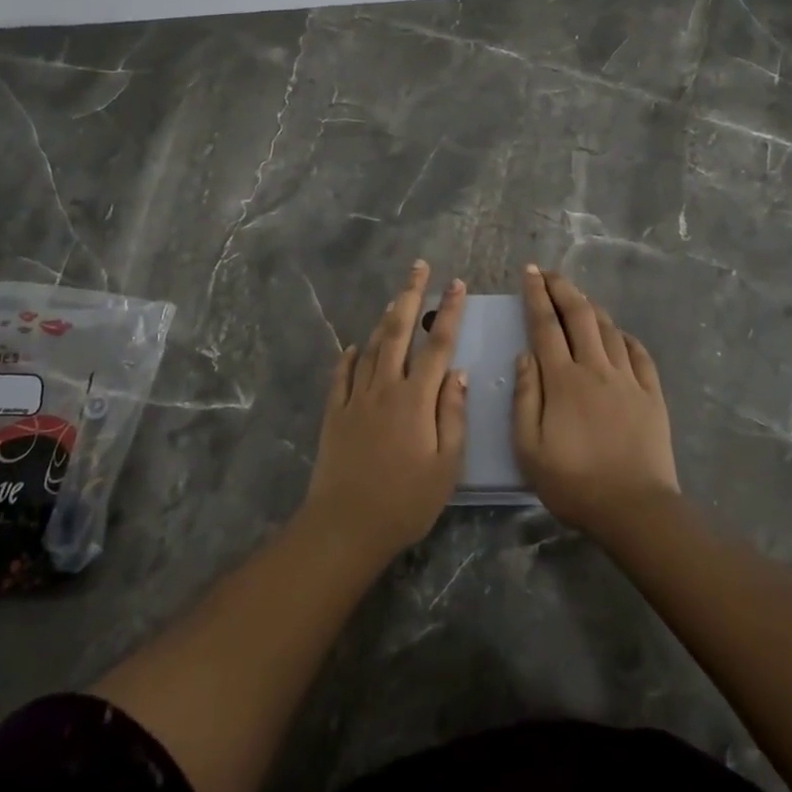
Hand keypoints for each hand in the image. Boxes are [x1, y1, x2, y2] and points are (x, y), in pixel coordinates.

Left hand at [303, 260, 467, 557]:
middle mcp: (385, 387)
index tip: (456, 283)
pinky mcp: (334, 412)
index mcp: (416, 398)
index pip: (438, 344)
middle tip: (418, 266)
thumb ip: (453, 414)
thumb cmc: (406, 501)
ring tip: (395, 299)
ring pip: (371, 347)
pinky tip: (354, 347)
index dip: (448, 311)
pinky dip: (350, 356)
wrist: (346, 524)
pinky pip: (342, 374)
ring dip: (384, 319)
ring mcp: (355, 397)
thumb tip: (457, 373)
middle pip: (398, 330)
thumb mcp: (446, 465)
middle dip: (410, 294)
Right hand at [513, 264, 679, 535]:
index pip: (545, 325)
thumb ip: (525, 397)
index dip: (536, 295)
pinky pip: (639, 353)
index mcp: (563, 380)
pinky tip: (619, 334)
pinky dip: (625, 336)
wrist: (635, 509)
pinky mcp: (651, 394)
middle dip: (563, 288)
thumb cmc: (574, 483)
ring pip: (609, 329)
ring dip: (591, 307)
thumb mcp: (529, 448)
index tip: (529, 271)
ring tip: (579, 298)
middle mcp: (596, 368)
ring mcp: (628, 379)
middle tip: (549, 273)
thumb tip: (524, 356)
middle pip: (579, 315)